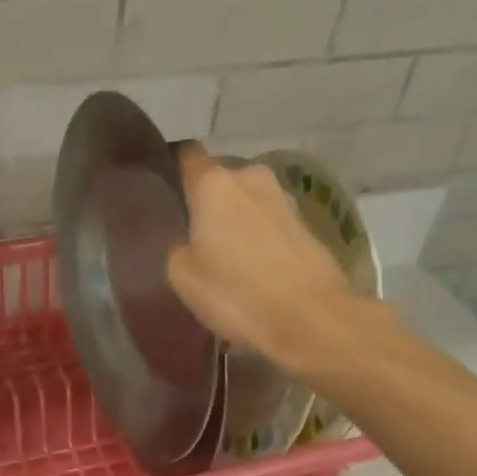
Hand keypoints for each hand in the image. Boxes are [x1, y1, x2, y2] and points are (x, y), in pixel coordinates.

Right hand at [165, 145, 365, 374]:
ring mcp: (284, 200)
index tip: (164, 190)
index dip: (174, 169)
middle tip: (193, 237)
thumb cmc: (237, 293)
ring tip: (225, 259)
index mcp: (214, 184)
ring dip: (236, 223)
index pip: (187, 157)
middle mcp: (251, 178)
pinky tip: (254, 271)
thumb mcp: (183, 277)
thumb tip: (189, 243)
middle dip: (207, 203)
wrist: (312, 319)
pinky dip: (260, 240)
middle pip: (220, 181)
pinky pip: (270, 225)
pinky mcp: (307, 225)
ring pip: (248, 203)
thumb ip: (178, 249)